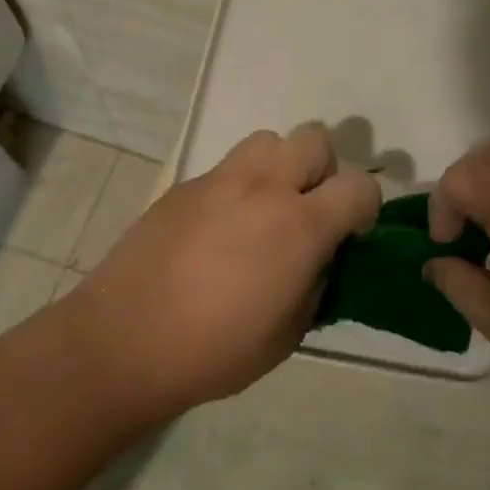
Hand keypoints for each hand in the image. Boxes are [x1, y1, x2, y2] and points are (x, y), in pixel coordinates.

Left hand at [63, 126, 380, 425]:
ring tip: (264, 209)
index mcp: (300, 225)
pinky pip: (227, 167)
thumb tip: (318, 259)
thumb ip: (316, 284)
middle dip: (324, 171)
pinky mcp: (185, 185)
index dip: (365, 208)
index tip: (351, 234)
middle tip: (307, 212)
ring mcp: (221, 179)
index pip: (359, 186)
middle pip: (315, 139)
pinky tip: (218, 229)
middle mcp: (265, 187)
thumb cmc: (214, 350)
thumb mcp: (288, 334)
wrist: (124, 339)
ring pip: (269, 140)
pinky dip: (238, 187)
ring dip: (280, 166)